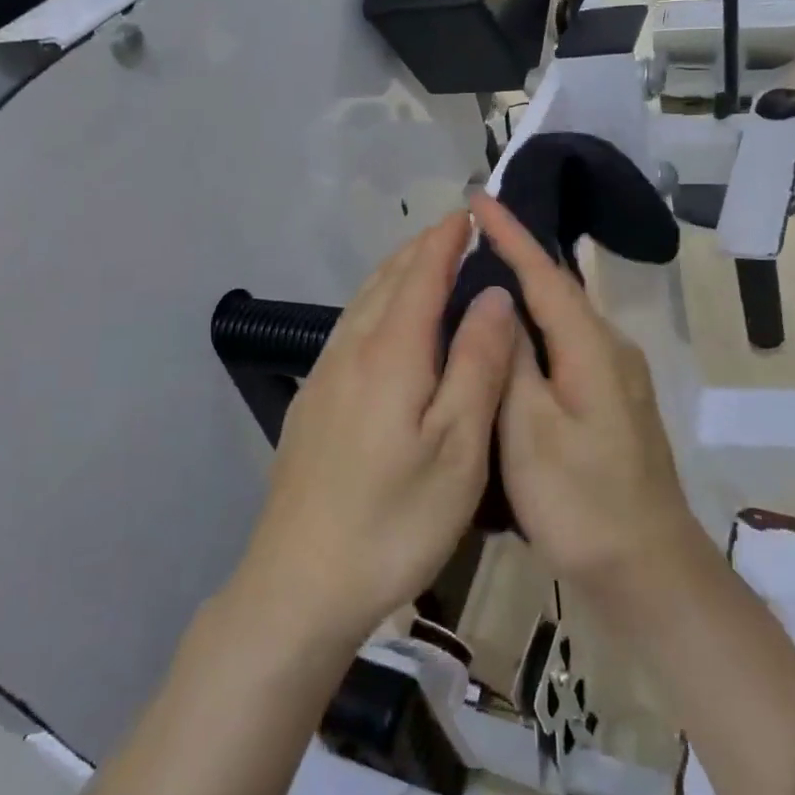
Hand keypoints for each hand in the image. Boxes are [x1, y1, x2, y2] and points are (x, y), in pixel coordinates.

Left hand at [234, 213, 518, 647]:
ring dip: (395, 272)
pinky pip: (348, 328)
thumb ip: (478, 364)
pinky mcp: (311, 400)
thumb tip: (493, 295)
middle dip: (421, 248)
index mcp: (391, 353)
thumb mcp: (458, 447)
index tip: (469, 213)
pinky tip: (384, 323)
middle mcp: (351, 350)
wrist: (300, 581)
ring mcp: (324, 375)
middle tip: (453, 231)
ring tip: (423, 262)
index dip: (446, 239)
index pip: (421, 274)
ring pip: (363, 302)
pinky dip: (375, 303)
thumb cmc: (394, 519)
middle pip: (387, 280)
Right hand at [468, 193, 703, 606]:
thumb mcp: (530, 431)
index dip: (510, 234)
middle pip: (558, 290)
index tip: (478, 197)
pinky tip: (509, 342)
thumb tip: (499, 303)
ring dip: (524, 294)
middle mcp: (611, 349)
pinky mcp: (612, 402)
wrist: (648, 570)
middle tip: (468, 239)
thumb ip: (513, 361)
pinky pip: (567, 347)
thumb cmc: (581, 501)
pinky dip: (535, 332)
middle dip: (515, 257)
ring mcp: (616, 377)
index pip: (545, 273)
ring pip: (562, 320)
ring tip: (478, 279)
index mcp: (591, 347)